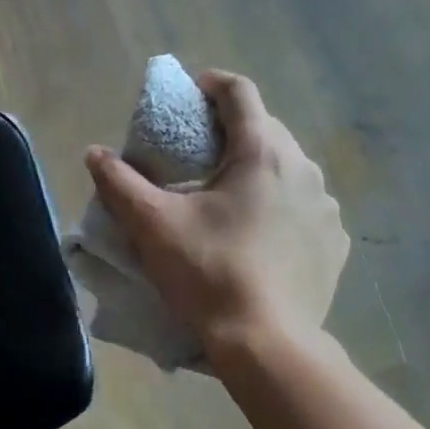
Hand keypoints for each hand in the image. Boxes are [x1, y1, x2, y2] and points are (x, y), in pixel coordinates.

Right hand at [85, 70, 348, 347]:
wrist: (267, 344)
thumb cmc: (208, 273)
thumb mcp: (153, 226)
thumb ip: (120, 183)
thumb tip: (94, 153)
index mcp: (261, 153)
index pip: (240, 93)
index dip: (211, 84)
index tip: (189, 94)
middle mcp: (304, 169)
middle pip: (266, 129)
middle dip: (231, 131)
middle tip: (198, 153)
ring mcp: (326, 208)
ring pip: (288, 169)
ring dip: (258, 170)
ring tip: (228, 196)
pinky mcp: (334, 242)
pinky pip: (305, 207)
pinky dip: (281, 207)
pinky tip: (260, 234)